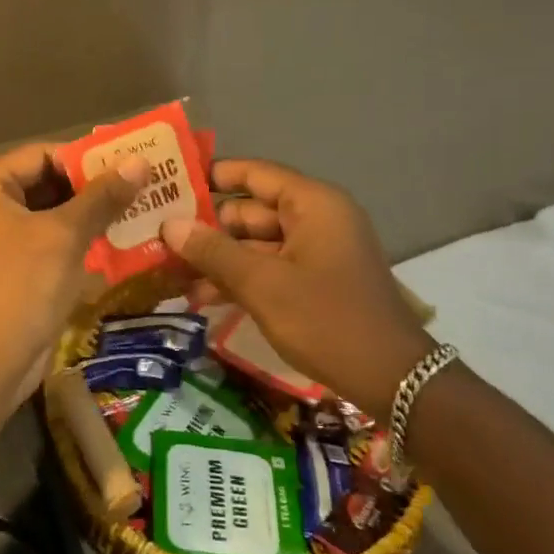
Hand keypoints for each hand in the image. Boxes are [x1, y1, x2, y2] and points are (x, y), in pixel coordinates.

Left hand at [0, 143, 149, 407]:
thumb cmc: (21, 285)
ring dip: (95, 213)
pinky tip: (125, 239)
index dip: (86, 157)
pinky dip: (86, 240)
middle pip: (50, 183)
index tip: (129, 160)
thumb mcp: (65, 234)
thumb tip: (139, 161)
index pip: (43, 154)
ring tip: (143, 207)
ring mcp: (5, 242)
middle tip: (143, 182)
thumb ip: (102, 196)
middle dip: (95, 186)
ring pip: (57, 215)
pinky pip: (56, 243)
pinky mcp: (21, 270)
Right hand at [161, 159, 435, 416]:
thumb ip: (214, 251)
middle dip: (208, 227)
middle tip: (160, 238)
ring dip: (220, 258)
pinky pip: (271, 267)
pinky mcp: (316, 281)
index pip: (255, 174)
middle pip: (252, 210)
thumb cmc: (327, 319)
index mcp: (312, 204)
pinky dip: (242, 278)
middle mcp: (316, 219)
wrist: (393, 380)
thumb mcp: (263, 284)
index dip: (212, 176)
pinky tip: (203, 297)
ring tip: (172, 273)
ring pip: (257, 243)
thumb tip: (169, 225)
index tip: (171, 184)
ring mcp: (317, 251)